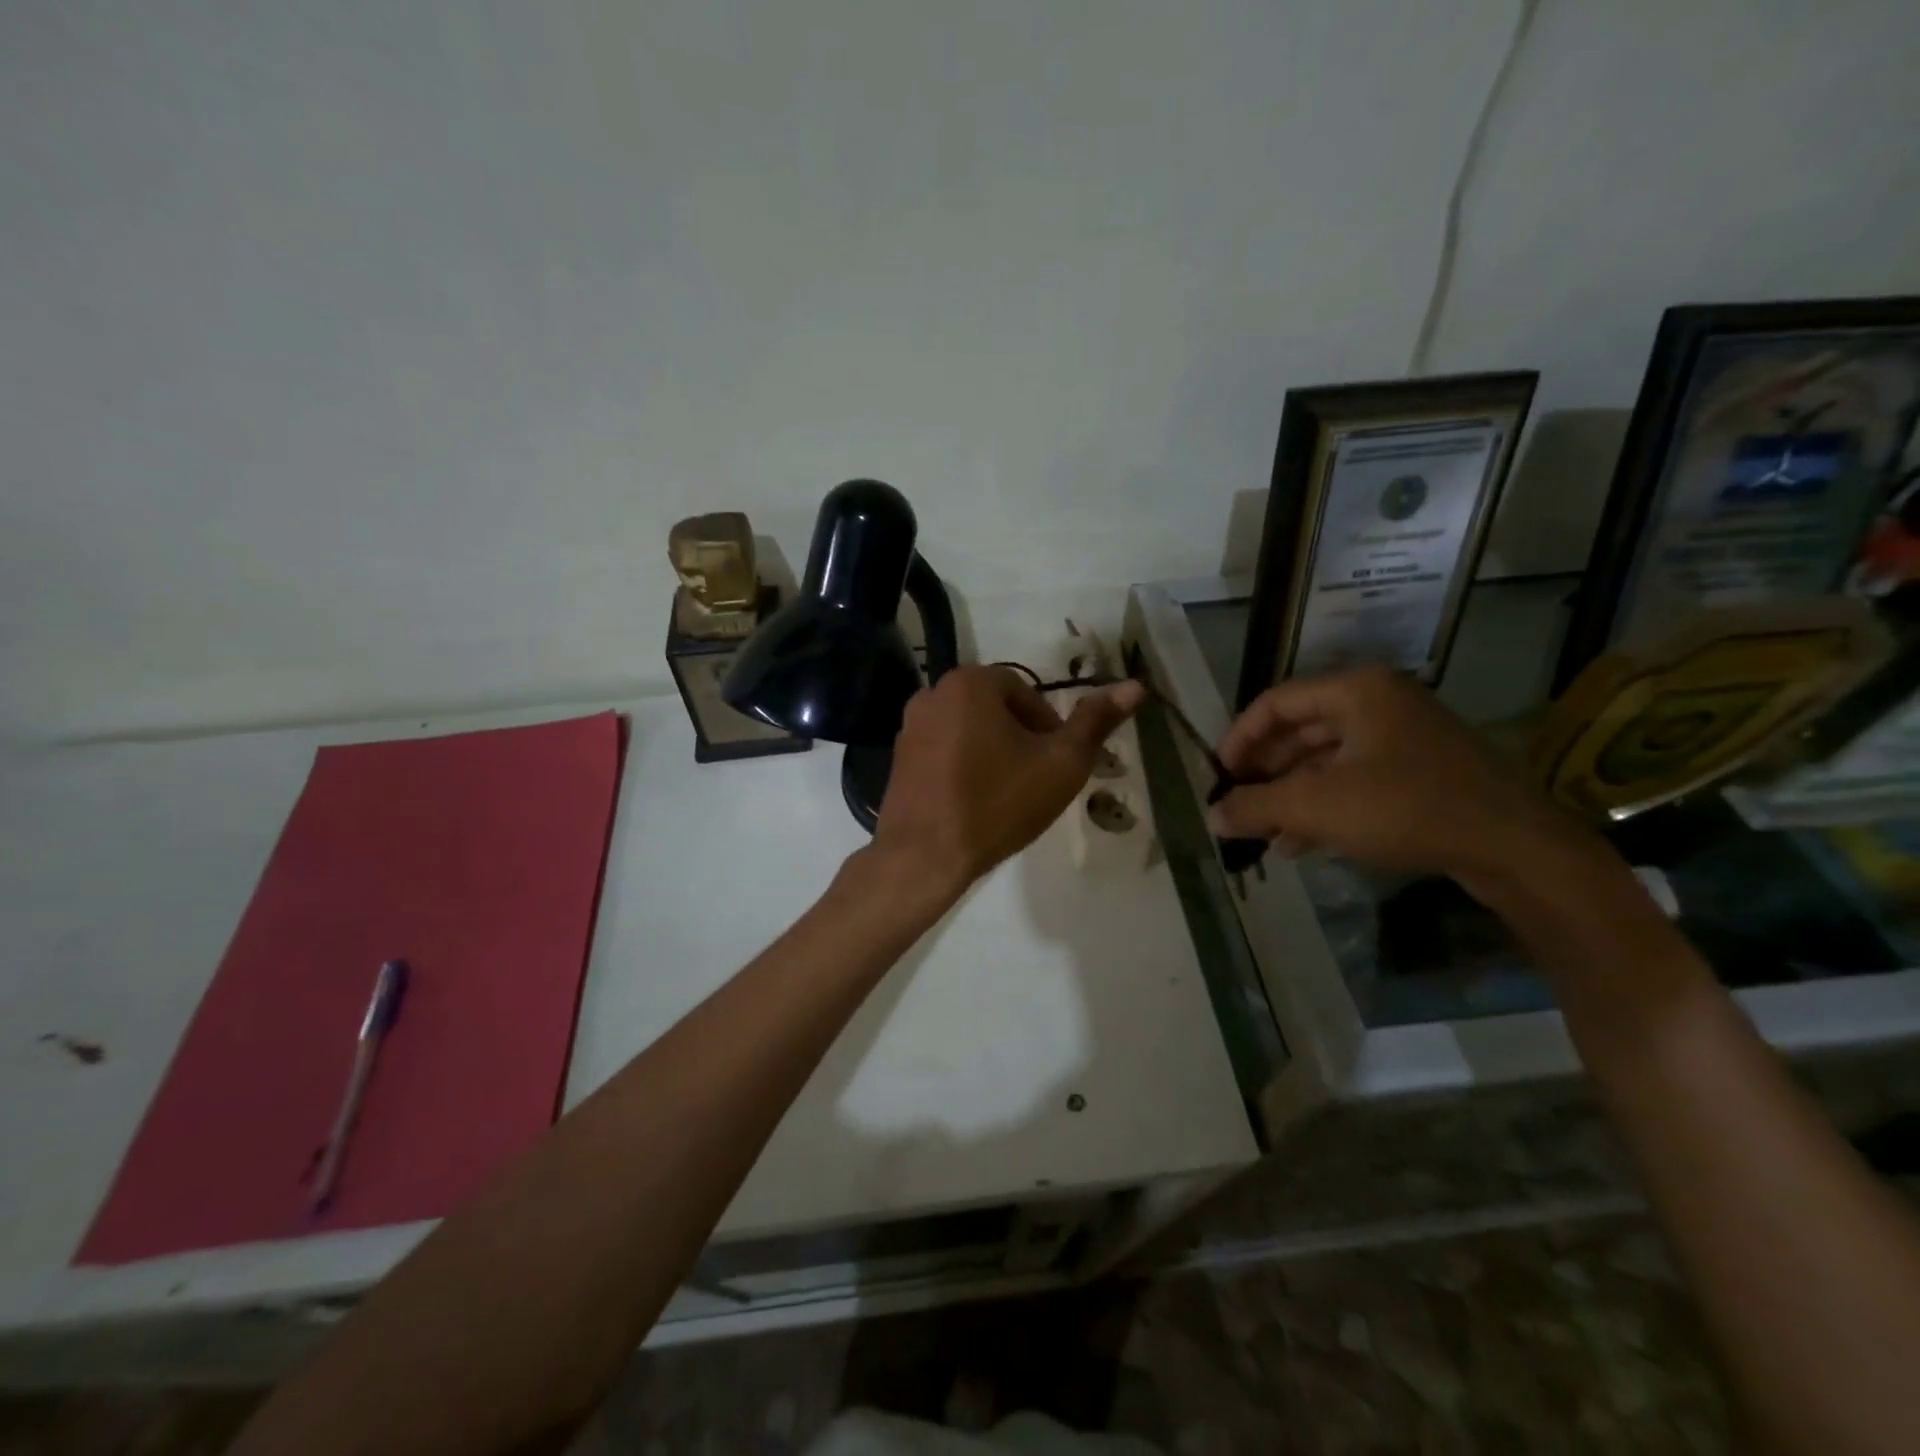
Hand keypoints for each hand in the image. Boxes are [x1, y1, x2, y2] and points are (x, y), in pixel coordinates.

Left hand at [874, 666, 1145, 891]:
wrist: (924, 856)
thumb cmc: (997, 803)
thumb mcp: (1061, 763)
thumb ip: (1096, 722)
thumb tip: (1135, 686)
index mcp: (970, 682)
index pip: (1027, 693)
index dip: (1049, 728)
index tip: (1055, 763)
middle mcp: (933, 692)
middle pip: (996, 709)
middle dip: (1021, 739)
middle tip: (1035, 780)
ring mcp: (909, 725)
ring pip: (970, 729)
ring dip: (993, 752)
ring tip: (1006, 794)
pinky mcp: (898, 757)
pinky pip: (944, 750)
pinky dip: (964, 766)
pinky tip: (974, 801)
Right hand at [1207, 666, 1584, 892]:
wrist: (1516, 848)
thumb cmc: (1407, 807)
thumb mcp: (1317, 806)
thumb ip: (1255, 806)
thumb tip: (1212, 817)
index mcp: (1355, 691)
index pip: (1274, 703)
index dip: (1238, 739)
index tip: (1217, 777)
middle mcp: (1377, 704)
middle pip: (1299, 731)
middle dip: (1263, 772)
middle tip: (1236, 805)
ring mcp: (1402, 739)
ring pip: (1324, 761)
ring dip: (1288, 795)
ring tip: (1260, 831)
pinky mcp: (1419, 773)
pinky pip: (1353, 781)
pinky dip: (1322, 807)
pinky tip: (1297, 844)